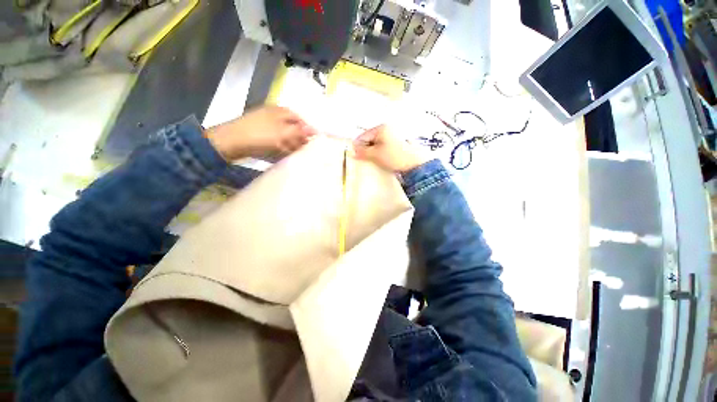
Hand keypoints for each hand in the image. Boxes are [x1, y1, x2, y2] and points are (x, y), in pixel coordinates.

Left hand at [205, 106, 315, 159]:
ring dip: (292, 145)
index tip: (315, 141)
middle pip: (293, 127)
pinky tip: (286, 155)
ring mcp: (267, 126)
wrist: (231, 142)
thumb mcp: (282, 133)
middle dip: (300, 139)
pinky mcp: (262, 136)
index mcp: (280, 112)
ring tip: (298, 154)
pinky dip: (283, 148)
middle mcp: (275, 117)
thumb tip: (314, 130)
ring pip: (285, 135)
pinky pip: (277, 141)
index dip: (308, 129)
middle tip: (307, 150)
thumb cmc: (260, 135)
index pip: (300, 118)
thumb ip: (299, 132)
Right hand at [352, 125, 428, 171]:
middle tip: (365, 159)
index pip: (363, 135)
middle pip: (370, 139)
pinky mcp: (397, 144)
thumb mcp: (375, 154)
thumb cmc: (394, 157)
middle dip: (365, 149)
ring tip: (373, 160)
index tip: (356, 156)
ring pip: (376, 143)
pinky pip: (383, 147)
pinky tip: (380, 159)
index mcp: (381, 128)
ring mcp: (393, 136)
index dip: (358, 146)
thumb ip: (363, 152)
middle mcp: (387, 129)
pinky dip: (379, 153)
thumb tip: (352, 152)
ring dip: (372, 152)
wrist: (414, 164)